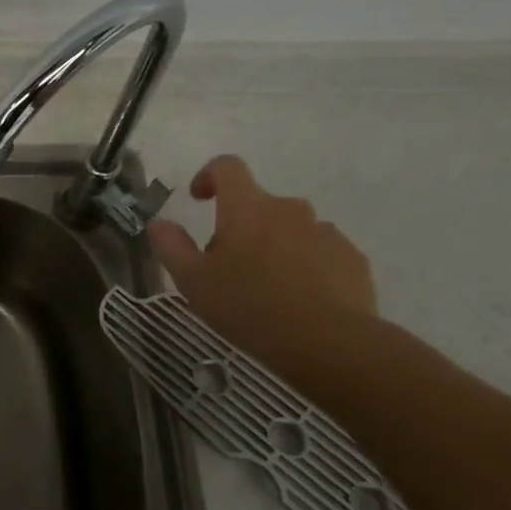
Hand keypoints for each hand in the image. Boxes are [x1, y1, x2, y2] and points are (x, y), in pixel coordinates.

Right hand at [147, 155, 377, 376]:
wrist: (327, 342)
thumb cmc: (248, 306)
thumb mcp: (192, 281)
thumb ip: (171, 246)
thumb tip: (159, 223)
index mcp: (247, 208)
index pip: (227, 167)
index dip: (209, 176)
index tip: (199, 199)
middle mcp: (289, 209)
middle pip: (258, 205)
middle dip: (240, 227)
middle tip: (227, 267)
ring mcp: (325, 232)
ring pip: (290, 230)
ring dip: (274, 247)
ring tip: (266, 289)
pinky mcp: (352, 258)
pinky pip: (320, 252)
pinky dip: (305, 266)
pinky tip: (298, 301)